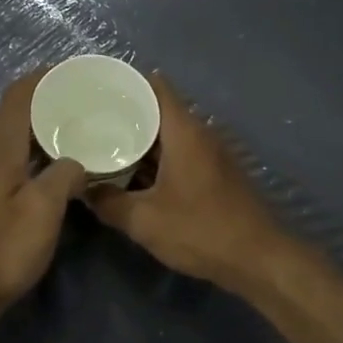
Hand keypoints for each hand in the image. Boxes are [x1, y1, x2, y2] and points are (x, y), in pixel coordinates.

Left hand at [0, 70, 87, 331]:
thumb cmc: (3, 248)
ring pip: (17, 139)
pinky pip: (16, 160)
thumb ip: (65, 175)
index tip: (75, 72)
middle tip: (87, 101)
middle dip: (50, 101)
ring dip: (46, 129)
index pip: (19, 95)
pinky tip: (61, 168)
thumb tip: (78, 162)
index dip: (44, 77)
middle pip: (17, 113)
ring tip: (82, 129)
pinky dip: (39, 154)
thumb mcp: (44, 209)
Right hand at [87, 73, 291, 291]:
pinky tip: (134, 174)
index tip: (98, 88)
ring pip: (170, 135)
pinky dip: (157, 158)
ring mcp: (211, 154)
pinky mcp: (216, 174)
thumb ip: (109, 203)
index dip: (127, 83)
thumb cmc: (201, 230)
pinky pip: (180, 154)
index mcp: (184, 131)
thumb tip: (83, 190)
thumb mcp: (145, 221)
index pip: (156, 87)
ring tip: (105, 144)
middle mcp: (200, 134)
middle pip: (160, 110)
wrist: (259, 259)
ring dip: (142, 139)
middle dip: (127, 114)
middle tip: (91, 120)